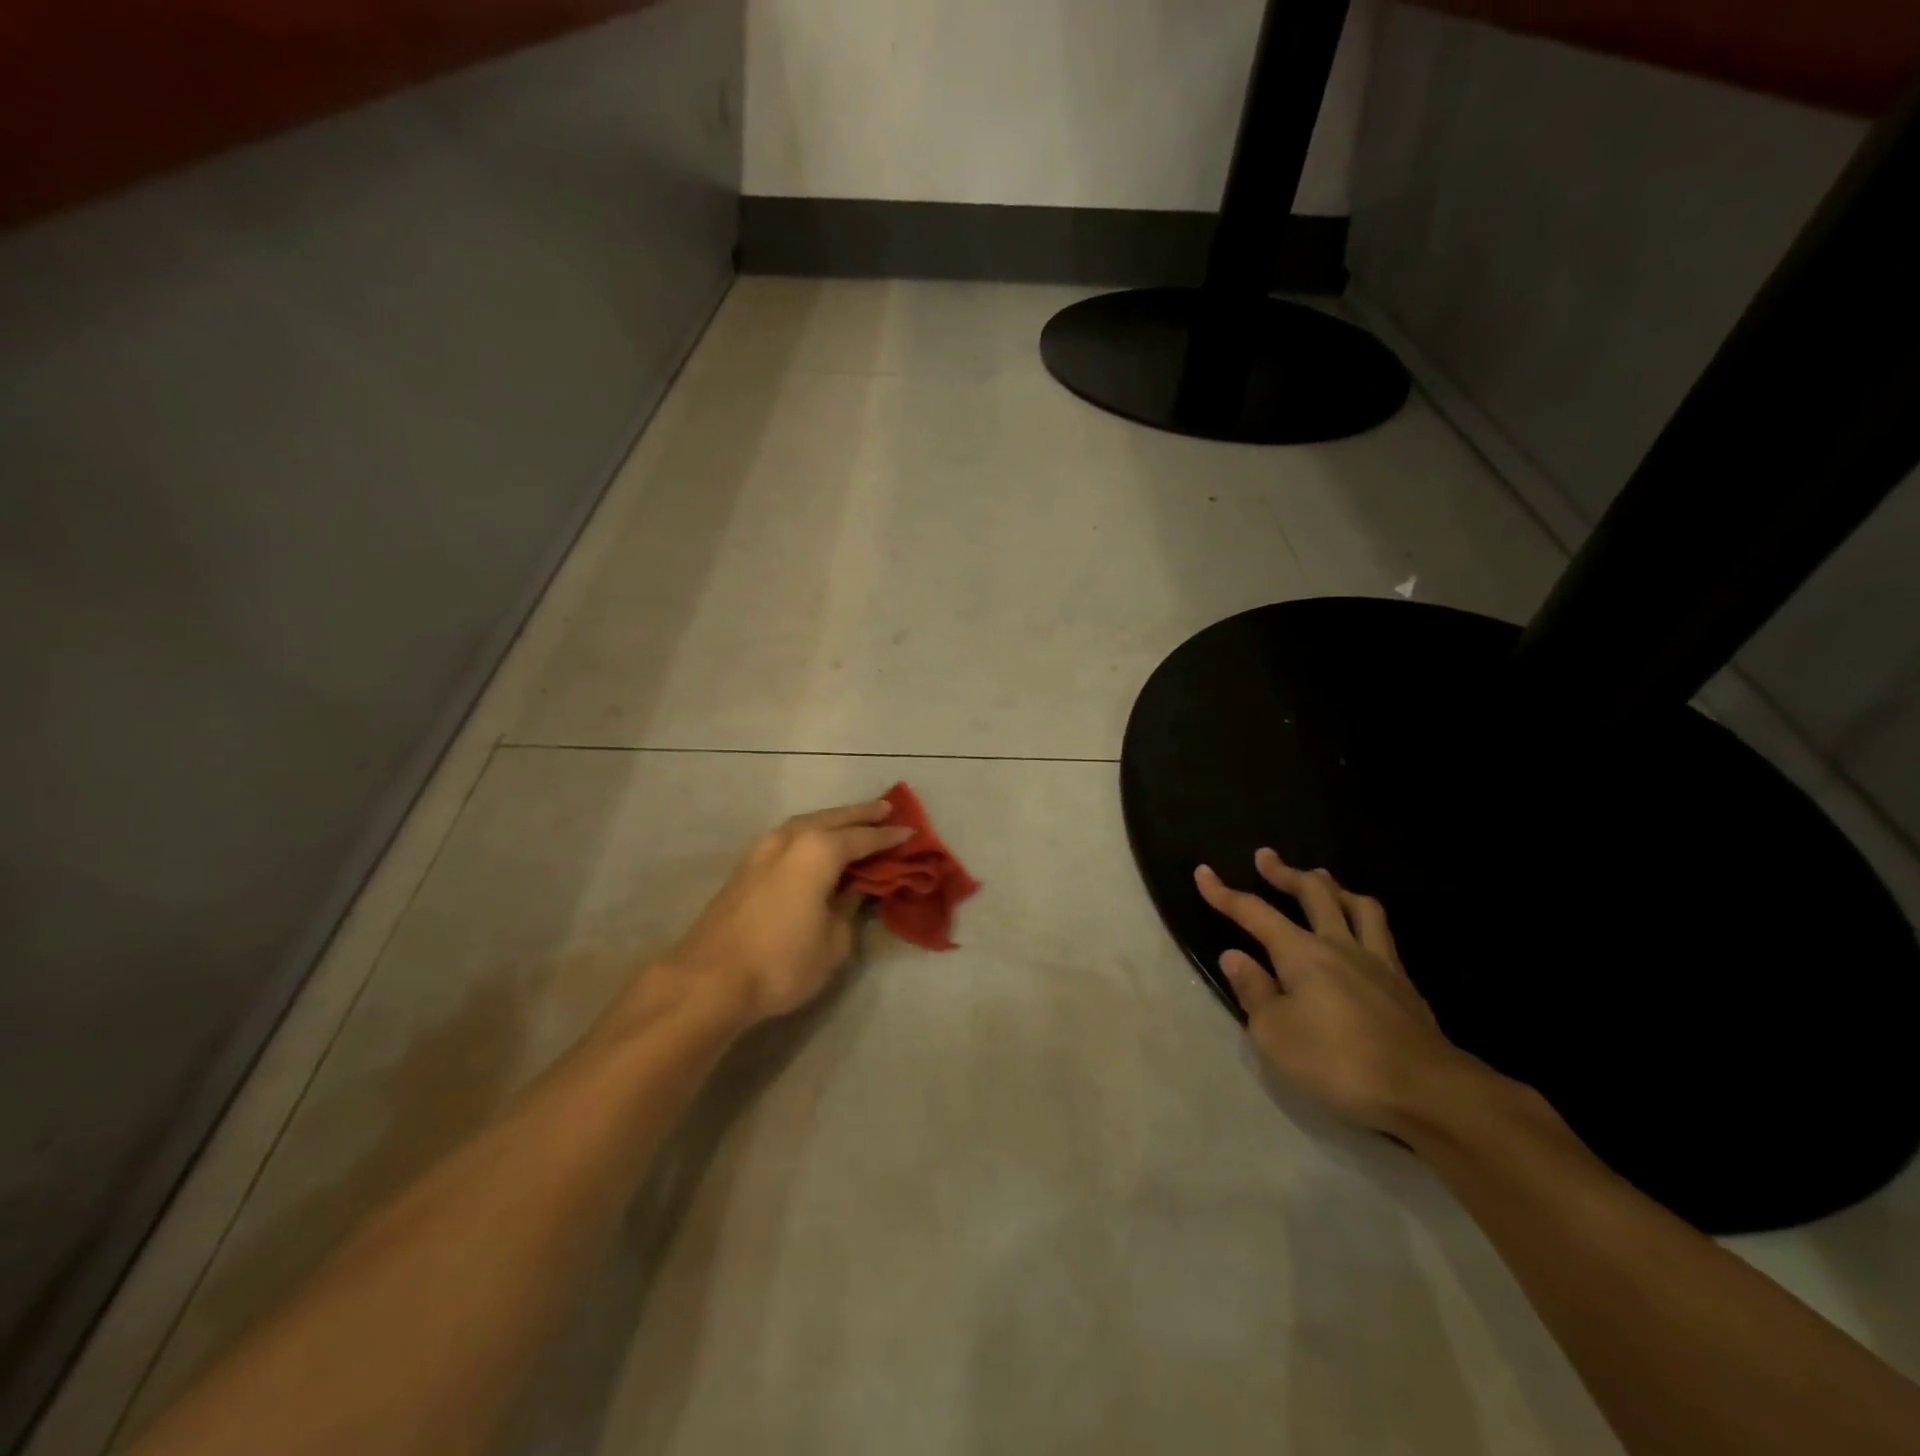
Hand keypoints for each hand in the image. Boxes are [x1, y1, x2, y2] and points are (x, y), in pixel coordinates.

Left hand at [655, 800, 914, 1026]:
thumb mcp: (834, 941)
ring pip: (807, 823)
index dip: (889, 837)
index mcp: (819, 850)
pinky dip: (811, 834)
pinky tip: (817, 844)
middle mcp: (791, 838)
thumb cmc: (782, 961)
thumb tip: (852, 890)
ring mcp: (764, 849)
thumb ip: (849, 908)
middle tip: (887, 809)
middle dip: (862, 814)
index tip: (912, 833)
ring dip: (833, 820)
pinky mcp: (747, 866)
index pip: (864, 838)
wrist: (709, 980)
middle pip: (834, 819)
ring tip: (854, 821)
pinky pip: (790, 837)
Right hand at [1195, 850, 1482, 1139]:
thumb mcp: (1275, 1034)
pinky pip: (1382, 934)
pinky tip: (1361, 934)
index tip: (1203, 873)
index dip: (1225, 893)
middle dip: (1285, 872)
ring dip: (1334, 888)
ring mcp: (1378, 962)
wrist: (1427, 1091)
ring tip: (1321, 882)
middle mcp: (1340, 945)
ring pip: (1358, 906)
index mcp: (1302, 953)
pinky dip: (1364, 921)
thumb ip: (1254, 991)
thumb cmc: (1338, 1062)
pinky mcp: (1404, 985)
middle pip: (1313, 893)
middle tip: (1266, 858)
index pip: (1255, 913)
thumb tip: (1235, 956)